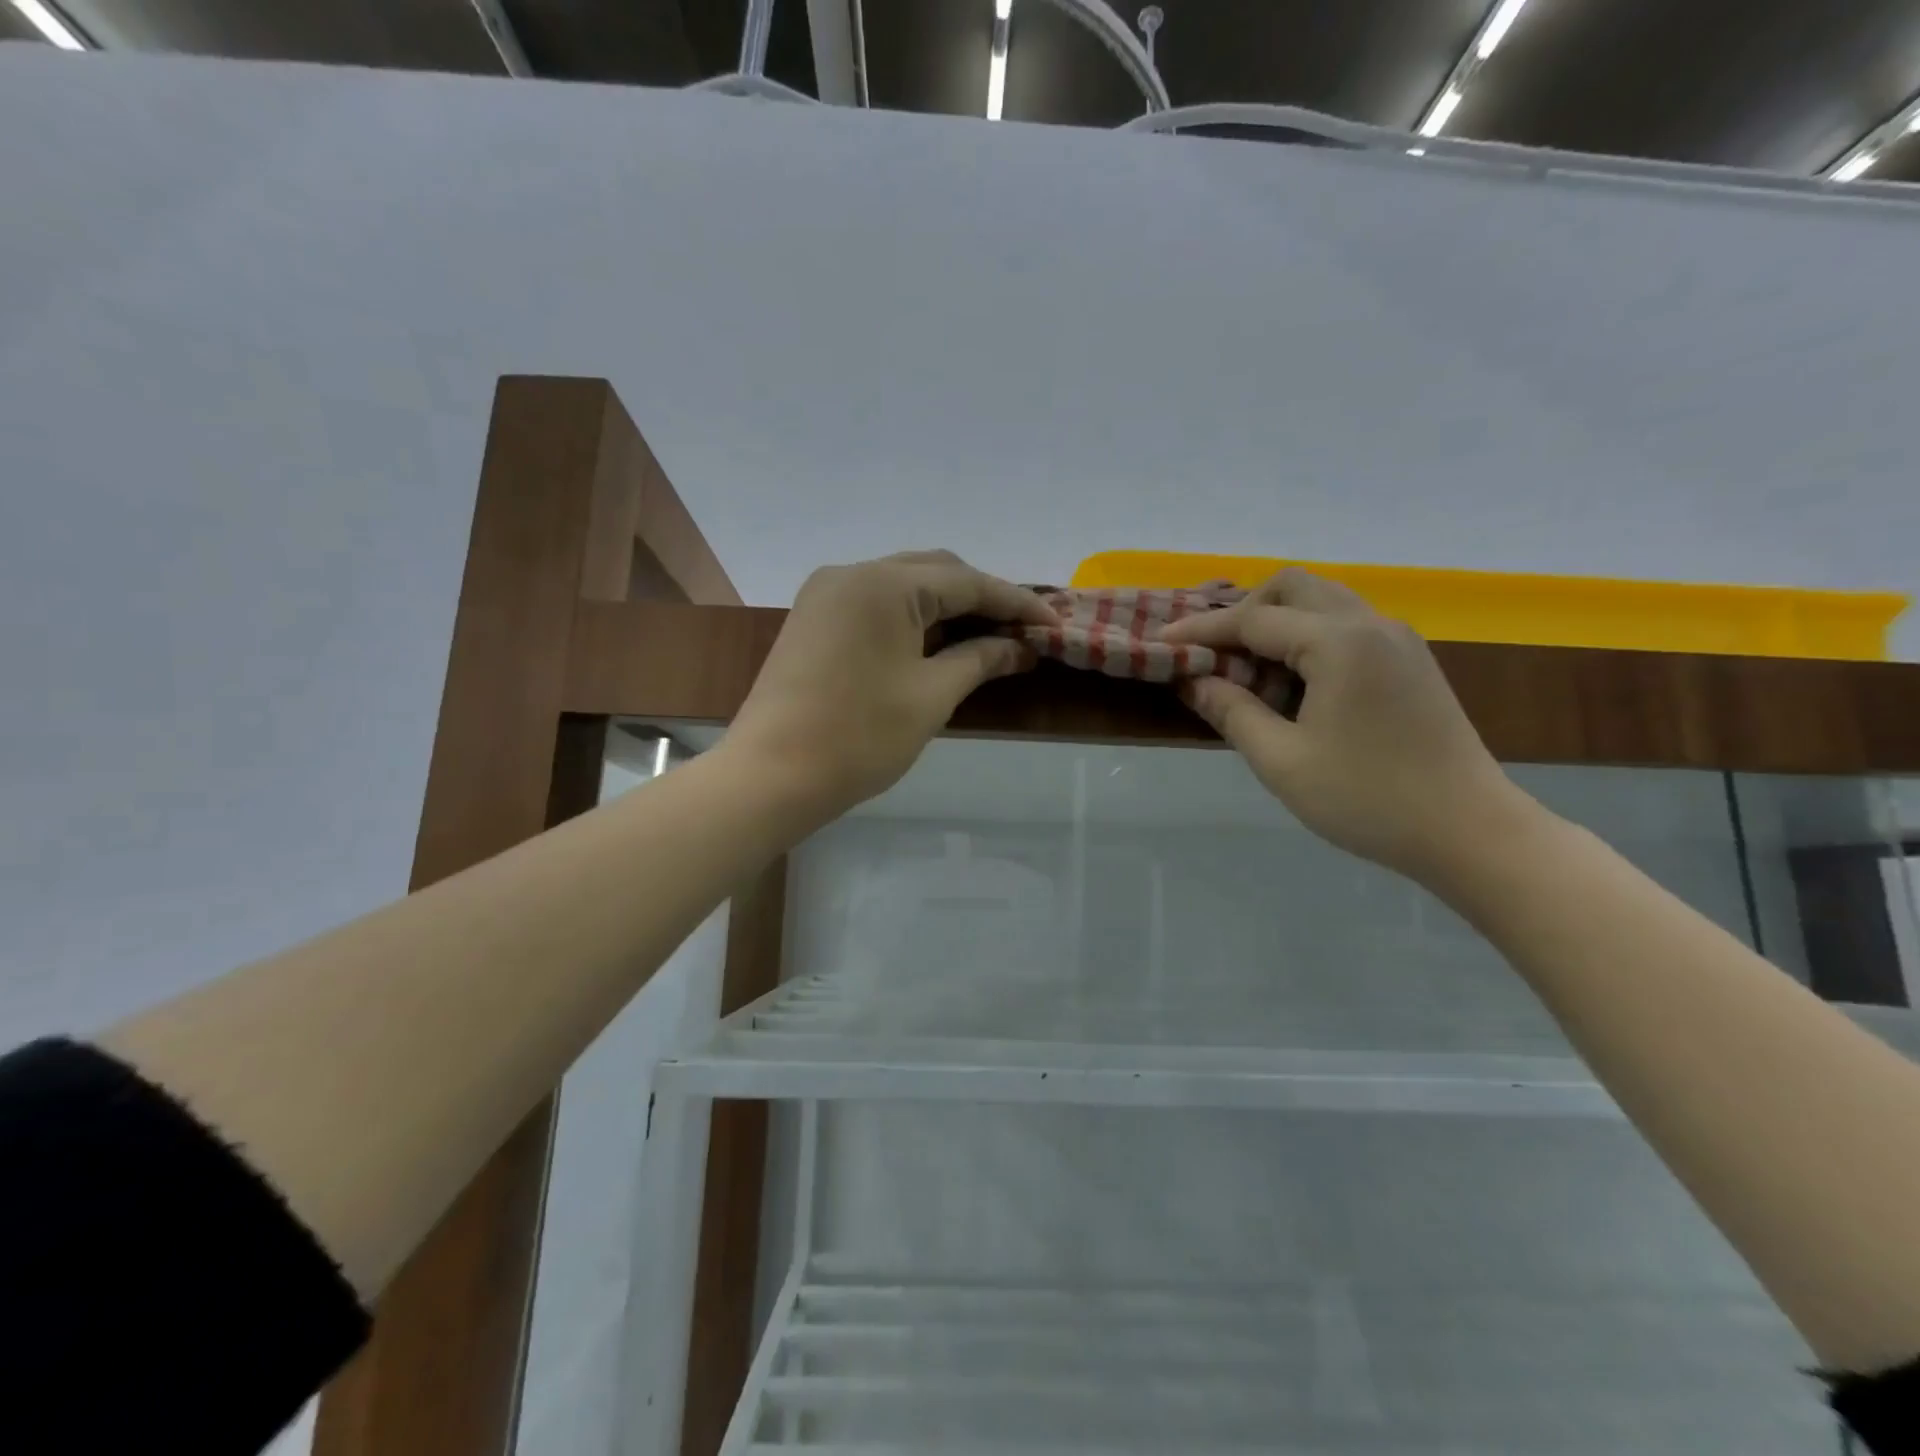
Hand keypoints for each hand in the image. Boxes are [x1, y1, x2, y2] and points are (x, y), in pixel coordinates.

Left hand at [725, 551, 1058, 819]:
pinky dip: (912, 620)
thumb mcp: (932, 696)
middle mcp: (852, 573)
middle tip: (1021, 632)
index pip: (966, 581)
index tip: (1054, 623)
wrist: (770, 775)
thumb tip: (1022, 648)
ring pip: (903, 587)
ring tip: (987, 639)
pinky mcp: (812, 620)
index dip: (1016, 603)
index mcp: (884, 583)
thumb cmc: (859, 736)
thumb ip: (981, 660)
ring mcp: (826, 595)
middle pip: (934, 572)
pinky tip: (936, 644)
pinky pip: (875, 606)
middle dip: (981, 599)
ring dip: (947, 608)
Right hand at [1159, 569, 1535, 882]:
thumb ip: (1232, 712)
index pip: (1254, 620)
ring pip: (1323, 600)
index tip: (1162, 639)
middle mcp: (1371, 624)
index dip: (1202, 630)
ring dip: (1277, 620)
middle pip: (1293, 586)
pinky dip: (1307, 634)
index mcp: (1339, 643)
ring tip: (1245, 663)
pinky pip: (1346, 624)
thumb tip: (1194, 680)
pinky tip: (1292, 678)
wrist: (1470, 830)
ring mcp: (1397, 639)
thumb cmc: (1368, 799)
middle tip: (1211, 649)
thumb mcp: (1282, 761)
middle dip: (1243, 610)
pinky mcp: (1410, 660)